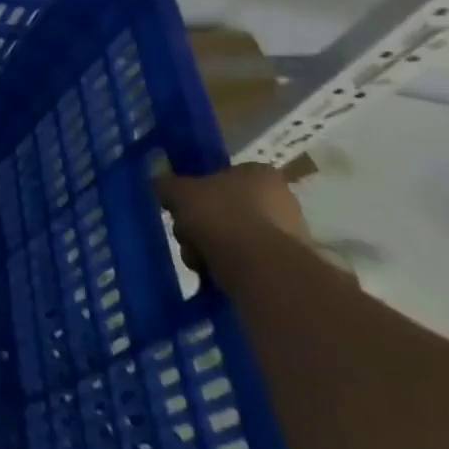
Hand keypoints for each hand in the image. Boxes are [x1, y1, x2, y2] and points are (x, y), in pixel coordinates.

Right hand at [155, 162, 308, 272]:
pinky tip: (215, 275)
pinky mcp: (289, 266)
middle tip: (186, 237)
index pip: (220, 176)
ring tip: (198, 261)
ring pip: (232, 237)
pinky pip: (247, 261)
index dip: (195, 192)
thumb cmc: (222, 217)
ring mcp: (289, 234)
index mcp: (258, 173)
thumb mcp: (180, 192)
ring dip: (209, 248)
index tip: (181, 208)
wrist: (262, 270)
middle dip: (199, 226)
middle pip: (223, 209)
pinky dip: (228, 267)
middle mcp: (281, 199)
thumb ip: (166, 185)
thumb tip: (160, 184)